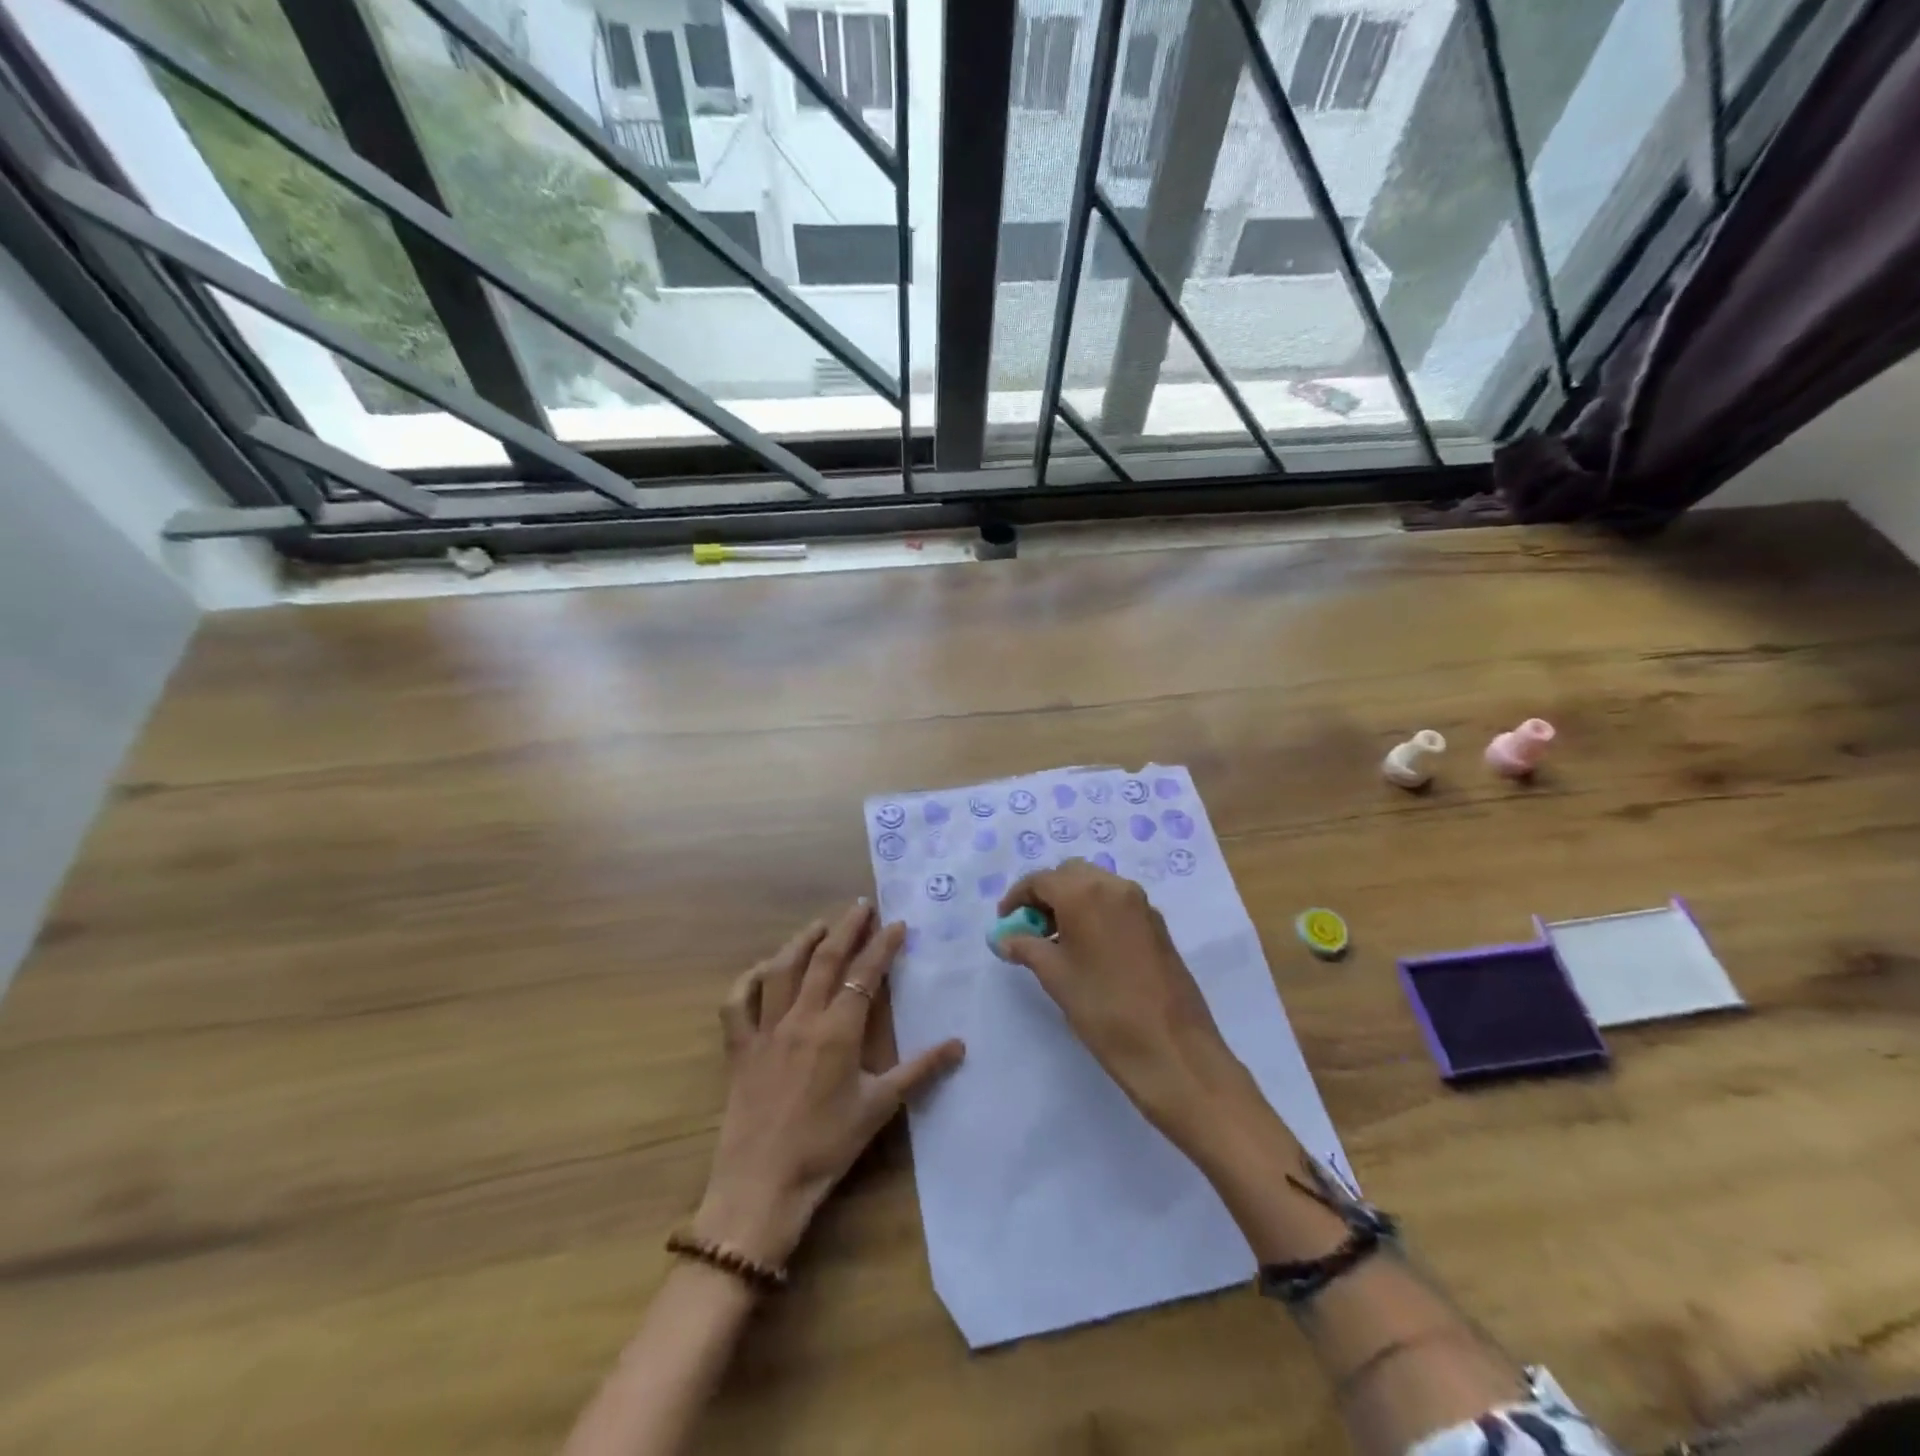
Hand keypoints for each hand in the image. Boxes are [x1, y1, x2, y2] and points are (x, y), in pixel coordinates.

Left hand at [694, 900, 964, 1269]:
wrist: (762, 1186)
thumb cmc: (827, 1146)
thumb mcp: (880, 1107)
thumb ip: (920, 1070)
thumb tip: (959, 1044)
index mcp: (838, 1030)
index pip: (865, 974)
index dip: (882, 945)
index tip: (897, 923)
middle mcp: (801, 1018)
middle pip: (825, 959)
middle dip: (846, 927)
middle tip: (861, 906)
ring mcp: (766, 1030)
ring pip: (782, 970)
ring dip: (802, 941)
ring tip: (820, 925)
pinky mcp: (739, 1048)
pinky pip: (737, 1004)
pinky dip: (748, 980)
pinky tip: (762, 969)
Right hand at [997, 861, 1253, 1146]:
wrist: (1172, 1048)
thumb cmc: (1104, 1009)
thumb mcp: (1055, 976)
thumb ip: (1026, 947)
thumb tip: (1006, 938)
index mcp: (1085, 892)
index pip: (1041, 880)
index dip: (1017, 898)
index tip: (1005, 922)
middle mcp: (1115, 886)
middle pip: (1070, 874)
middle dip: (1046, 895)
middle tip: (1031, 928)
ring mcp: (1141, 904)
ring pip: (1096, 885)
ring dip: (1072, 902)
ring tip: (1057, 941)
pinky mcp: (1157, 925)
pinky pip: (1116, 903)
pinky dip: (1096, 912)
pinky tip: (1088, 948)